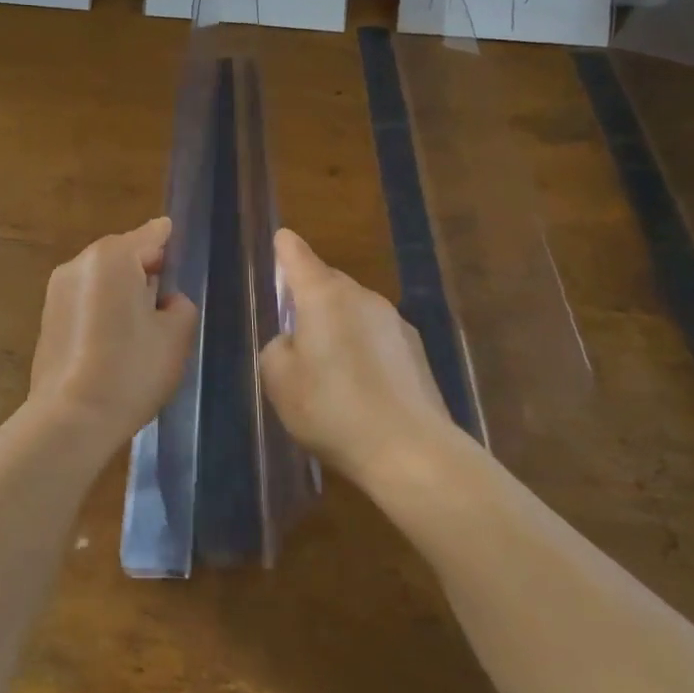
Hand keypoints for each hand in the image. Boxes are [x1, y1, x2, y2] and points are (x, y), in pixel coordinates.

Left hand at [26, 218, 198, 459]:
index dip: (170, 242)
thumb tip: (165, 299)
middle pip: (124, 254)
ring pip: (103, 278)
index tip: (182, 251)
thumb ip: (179, 304)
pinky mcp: (48, 318)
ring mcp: (57, 290)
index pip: (151, 234)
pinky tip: (116, 341)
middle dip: (146, 270)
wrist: (71, 418)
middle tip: (169, 299)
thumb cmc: (131, 369)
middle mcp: (79, 263)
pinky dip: (103, 309)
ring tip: (144, 325)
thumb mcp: (175, 334)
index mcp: (112, 257)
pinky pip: (85, 300)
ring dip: (123, 291)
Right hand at [260, 228, 461, 492]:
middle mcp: (361, 297)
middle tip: (295, 329)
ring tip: (328, 369)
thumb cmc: (332, 409)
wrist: (411, 452)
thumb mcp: (279, 380)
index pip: (298, 255)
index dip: (286, 248)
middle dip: (310, 296)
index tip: (282, 240)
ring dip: (339, 326)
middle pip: (328, 282)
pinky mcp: (416, 351)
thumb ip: (277, 349)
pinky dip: (364, 350)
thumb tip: (294, 342)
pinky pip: (377, 337)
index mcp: (323, 296)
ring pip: (354, 311)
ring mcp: (394, 322)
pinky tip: (361, 388)